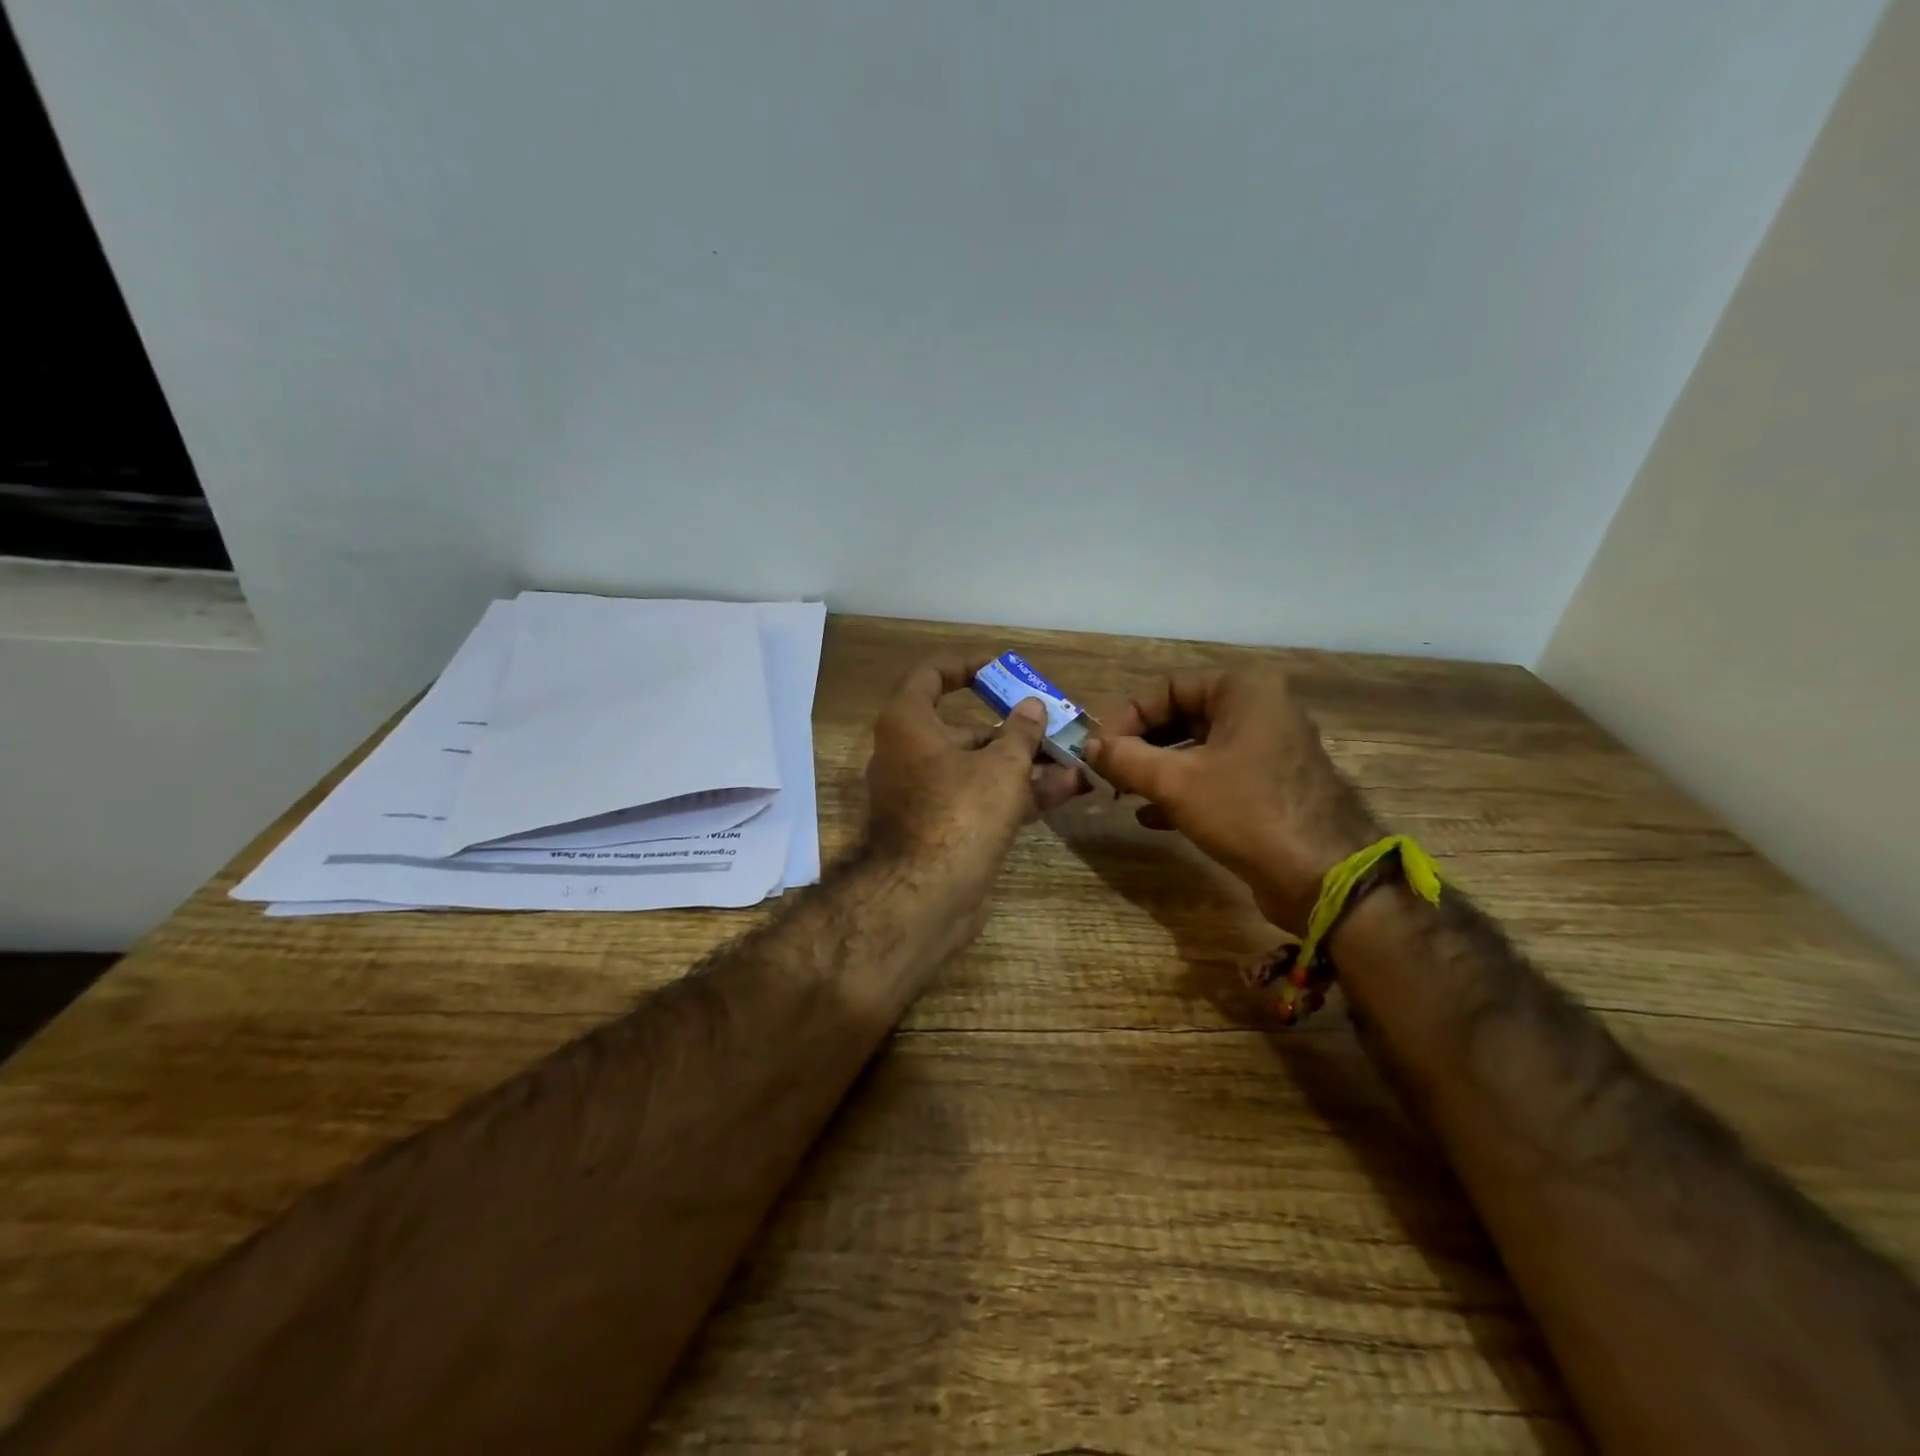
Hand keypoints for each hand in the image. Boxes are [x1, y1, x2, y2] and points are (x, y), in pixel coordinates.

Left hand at [865, 655, 1082, 922]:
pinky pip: (980, 800)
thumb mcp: (1001, 766)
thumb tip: (1032, 706)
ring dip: (1025, 764)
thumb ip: (1020, 732)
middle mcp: (909, 755)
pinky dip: (1016, 793)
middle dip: (1014, 728)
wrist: (926, 897)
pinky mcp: (942, 829)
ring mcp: (925, 796)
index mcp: (908, 725)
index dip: (966, 667)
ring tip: (1074, 759)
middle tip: (1053, 725)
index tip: (1000, 670)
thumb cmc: (959, 812)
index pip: (930, 677)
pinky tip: (1064, 791)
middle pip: (964, 729)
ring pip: (978, 769)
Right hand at [1084, 670, 1380, 933]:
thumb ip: (1125, 758)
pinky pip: (1216, 774)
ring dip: (1157, 770)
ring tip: (1124, 794)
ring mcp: (1269, 747)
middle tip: (1109, 774)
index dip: (1127, 718)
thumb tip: (1088, 747)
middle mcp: (1261, 708)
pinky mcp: (1271, 784)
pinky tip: (1151, 816)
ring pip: (1197, 749)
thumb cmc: (1246, 812)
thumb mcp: (1175, 782)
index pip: (1168, 688)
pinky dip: (1183, 789)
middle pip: (1182, 717)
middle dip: (1141, 747)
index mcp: (1244, 690)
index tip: (1098, 751)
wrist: (1321, 877)